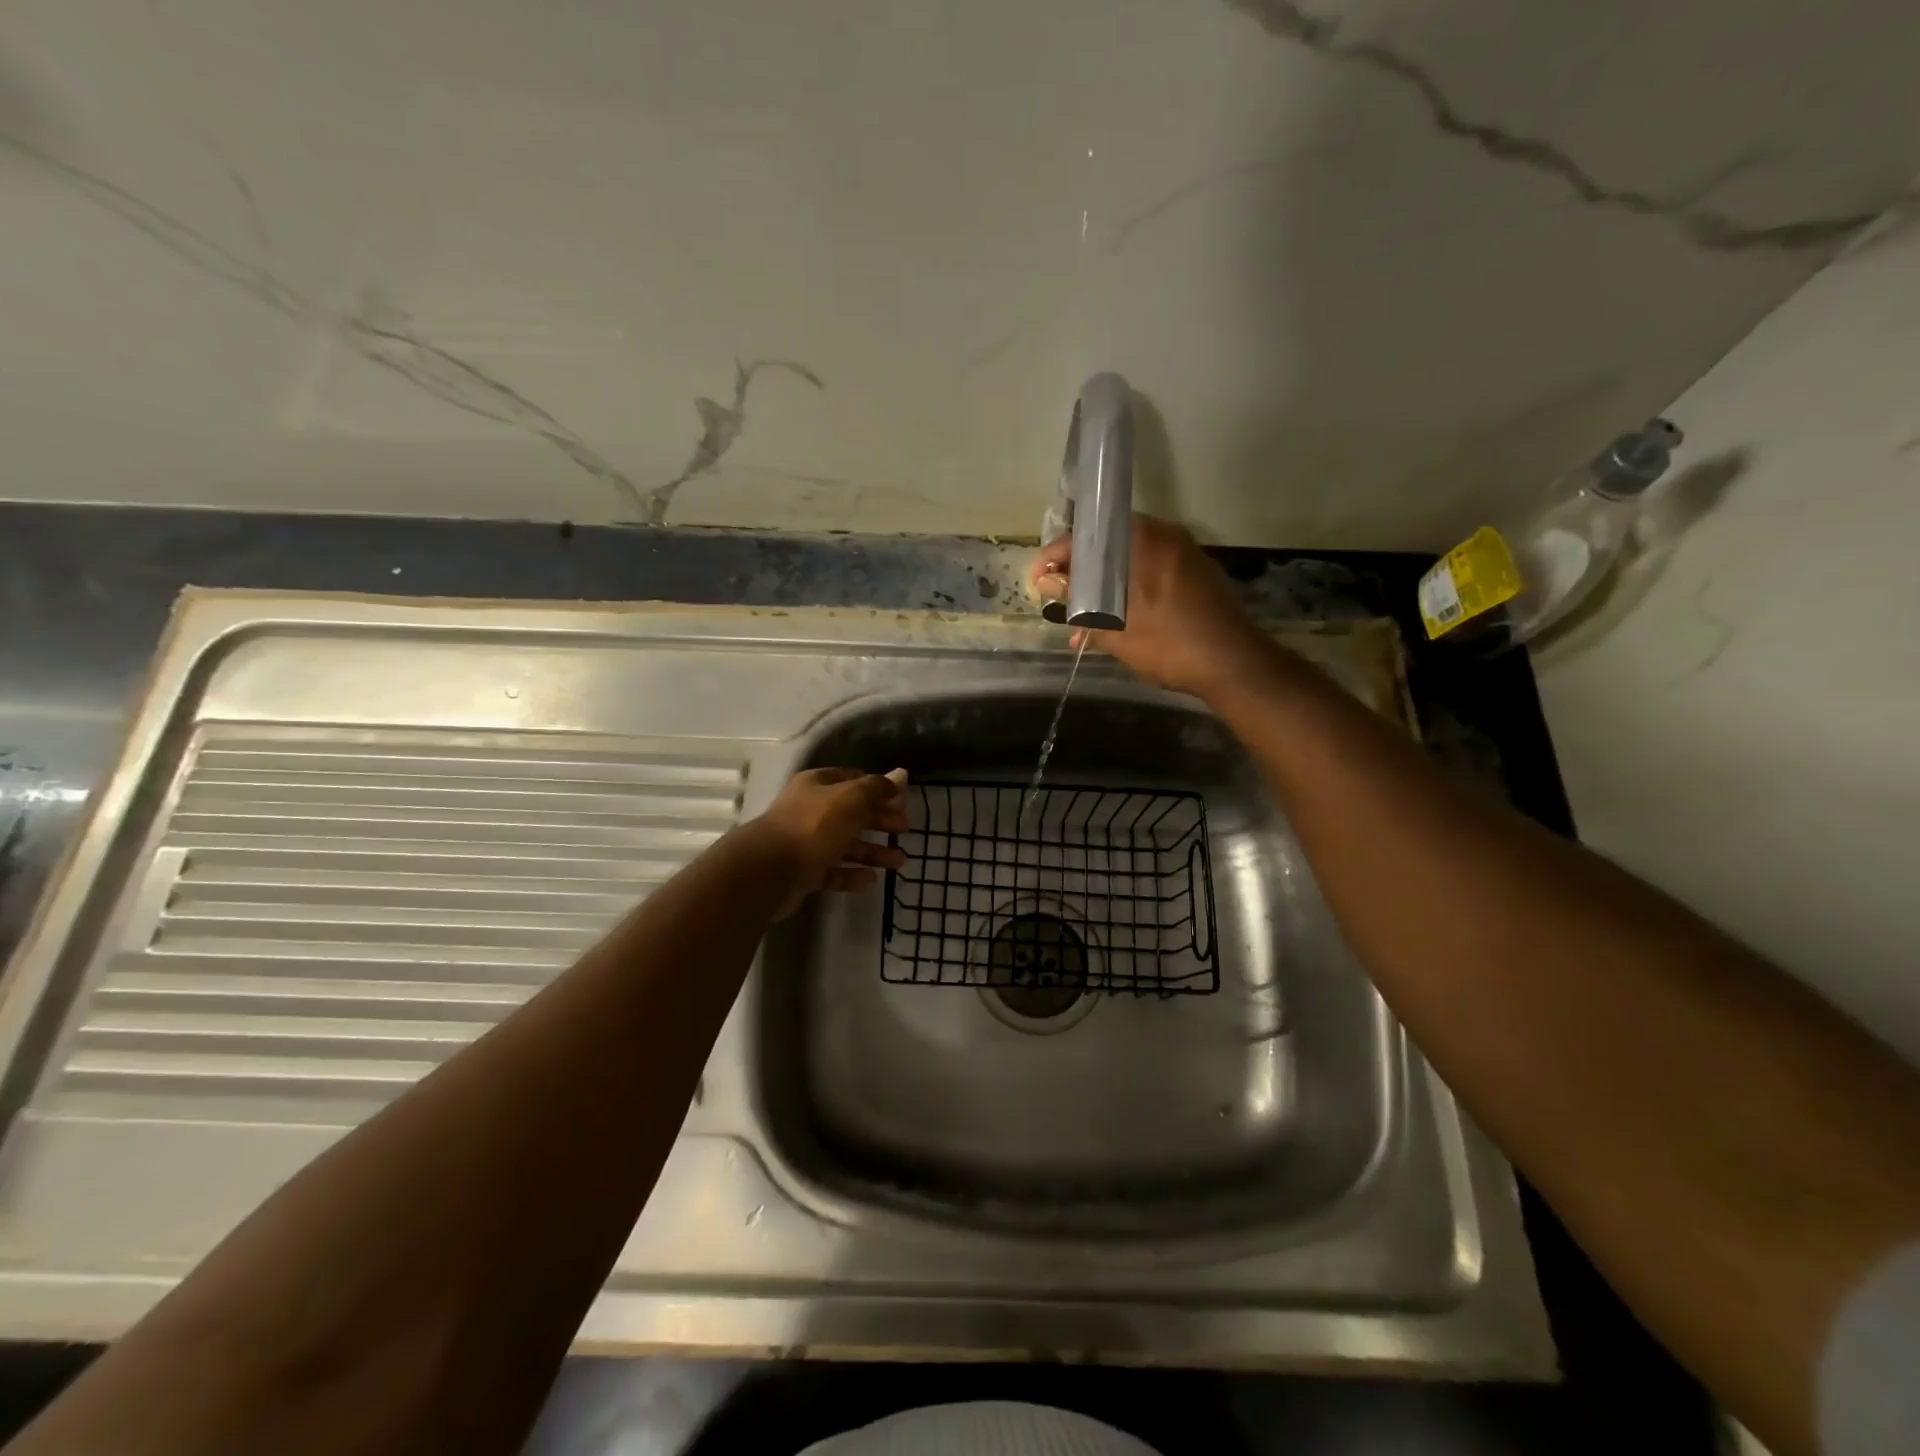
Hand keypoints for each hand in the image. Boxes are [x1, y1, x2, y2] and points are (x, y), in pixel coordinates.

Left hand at [748, 767, 910, 917]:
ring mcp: (805, 842)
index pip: (853, 780)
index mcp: (818, 785)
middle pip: (852, 813)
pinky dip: (852, 874)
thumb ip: (878, 788)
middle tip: (905, 829)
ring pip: (845, 845)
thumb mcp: (852, 799)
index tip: (901, 801)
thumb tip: (902, 774)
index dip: (879, 789)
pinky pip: (833, 871)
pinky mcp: (803, 872)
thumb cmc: (814, 825)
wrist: (770, 870)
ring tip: (899, 862)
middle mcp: (810, 810)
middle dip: (880, 821)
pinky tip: (871, 880)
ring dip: (873, 851)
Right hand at [1031, 514, 1276, 698]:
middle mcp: (1165, 537)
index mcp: (1144, 540)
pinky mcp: (1195, 577)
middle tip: (1059, 603)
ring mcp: (1183, 556)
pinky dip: (1127, 596)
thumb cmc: (1171, 643)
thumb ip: (1078, 600)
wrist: (1236, 665)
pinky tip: (1113, 628)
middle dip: (1079, 578)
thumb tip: (1046, 581)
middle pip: (1108, 549)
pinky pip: (1149, 577)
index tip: (1038, 581)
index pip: (1087, 535)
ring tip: (1081, 627)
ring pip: (1128, 567)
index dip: (1056, 557)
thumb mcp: (1115, 627)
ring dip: (1102, 592)